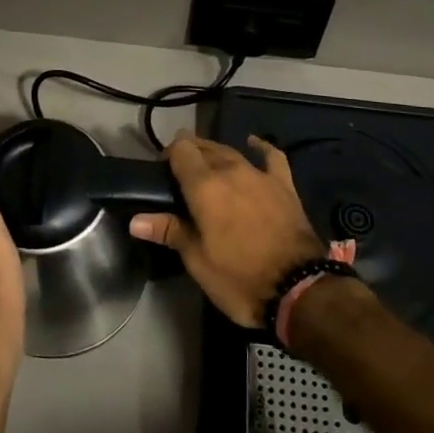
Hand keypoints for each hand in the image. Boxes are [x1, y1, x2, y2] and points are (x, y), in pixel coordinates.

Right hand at [129, 134, 324, 327]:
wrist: (299, 289)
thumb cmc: (239, 278)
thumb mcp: (197, 261)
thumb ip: (169, 231)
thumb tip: (135, 219)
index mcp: (204, 186)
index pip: (181, 151)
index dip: (168, 156)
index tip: (162, 173)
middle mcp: (230, 170)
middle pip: (204, 147)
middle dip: (189, 154)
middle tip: (180, 176)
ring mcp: (259, 175)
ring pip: (231, 151)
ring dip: (215, 153)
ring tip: (207, 166)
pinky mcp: (284, 185)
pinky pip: (271, 156)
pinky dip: (259, 147)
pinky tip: (252, 143)